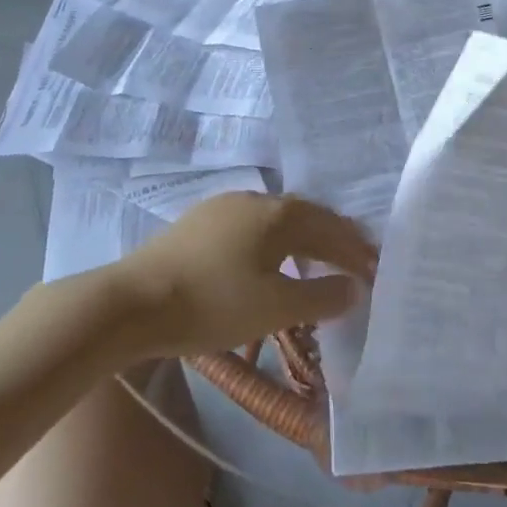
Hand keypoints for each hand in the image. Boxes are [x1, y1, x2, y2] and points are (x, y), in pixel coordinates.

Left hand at [111, 193, 374, 357]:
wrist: (131, 303)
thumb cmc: (213, 302)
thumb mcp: (275, 307)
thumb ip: (321, 296)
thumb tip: (355, 287)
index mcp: (279, 213)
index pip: (331, 228)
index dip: (356, 250)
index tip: (376, 270)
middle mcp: (255, 199)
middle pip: (306, 216)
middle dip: (332, 239)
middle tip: (353, 262)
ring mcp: (223, 207)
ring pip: (277, 219)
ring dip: (302, 239)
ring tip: (315, 261)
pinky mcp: (198, 222)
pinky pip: (252, 226)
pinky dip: (273, 241)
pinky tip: (267, 259)